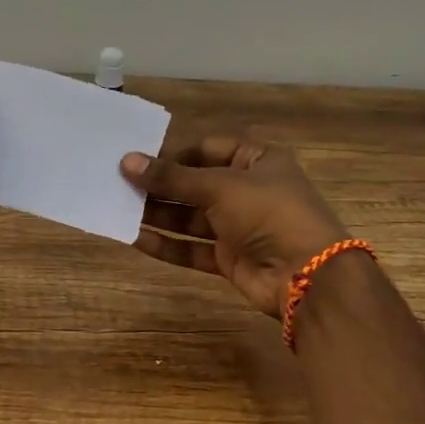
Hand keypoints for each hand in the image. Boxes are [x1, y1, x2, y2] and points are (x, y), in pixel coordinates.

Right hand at [122, 136, 349, 317]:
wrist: (306, 275)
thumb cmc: (268, 213)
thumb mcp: (219, 187)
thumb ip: (171, 178)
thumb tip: (127, 161)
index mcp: (256, 160)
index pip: (206, 148)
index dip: (172, 153)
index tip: (136, 159)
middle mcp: (246, 190)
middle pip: (194, 184)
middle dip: (159, 186)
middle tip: (118, 185)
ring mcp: (238, 226)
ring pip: (190, 217)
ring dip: (158, 215)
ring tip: (119, 210)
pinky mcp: (229, 257)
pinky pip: (192, 248)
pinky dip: (167, 245)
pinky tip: (136, 239)